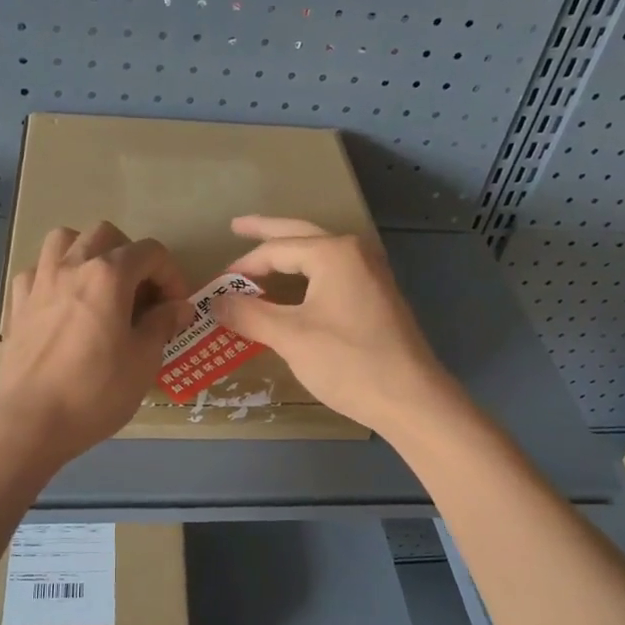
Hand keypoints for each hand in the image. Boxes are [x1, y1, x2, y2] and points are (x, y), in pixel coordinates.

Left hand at [0, 222, 190, 463]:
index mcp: (108, 275)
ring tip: (99, 284)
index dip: (171, 275)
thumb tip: (179, 306)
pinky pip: (37, 270)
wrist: (31, 420)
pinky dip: (55, 276)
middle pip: (107, 235)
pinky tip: (63, 303)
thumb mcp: (144, 361)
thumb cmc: (96, 391)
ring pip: (64, 240)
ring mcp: (40, 281)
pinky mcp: (18, 303)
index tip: (176, 307)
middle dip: (131, 256)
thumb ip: (163, 324)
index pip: (150, 253)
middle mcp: (72, 266)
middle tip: (140, 293)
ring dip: (88, 252)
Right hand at [210, 215, 455, 439]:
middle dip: (267, 231)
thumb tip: (214, 302)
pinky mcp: (377, 296)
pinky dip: (306, 273)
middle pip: (301, 234)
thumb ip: (249, 314)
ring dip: (289, 252)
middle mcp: (355, 253)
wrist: (411, 399)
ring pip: (319, 253)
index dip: (243, 266)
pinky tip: (295, 285)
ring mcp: (371, 274)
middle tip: (236, 226)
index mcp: (334, 253)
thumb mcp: (290, 338)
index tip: (217, 286)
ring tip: (261, 253)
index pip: (276, 249)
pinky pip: (332, 272)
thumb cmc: (348, 362)